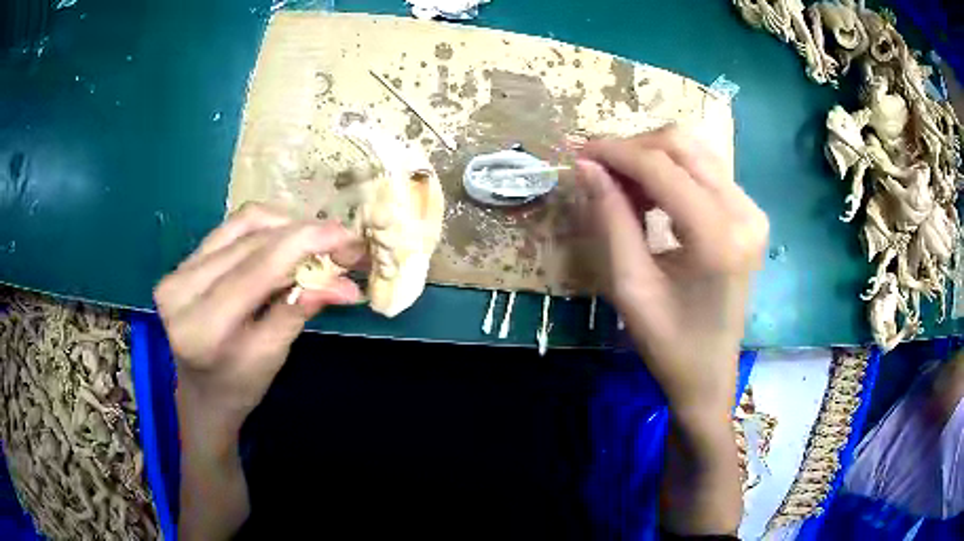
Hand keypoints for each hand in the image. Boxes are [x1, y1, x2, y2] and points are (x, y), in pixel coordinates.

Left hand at [154, 203, 364, 427]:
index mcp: (203, 325)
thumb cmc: (238, 385)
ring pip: (242, 224)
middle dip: (304, 235)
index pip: (257, 267)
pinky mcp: (184, 259)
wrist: (201, 390)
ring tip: (317, 241)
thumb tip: (345, 284)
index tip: (348, 235)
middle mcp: (182, 288)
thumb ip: (300, 310)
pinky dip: (266, 226)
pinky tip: (287, 237)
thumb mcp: (272, 356)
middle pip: (252, 241)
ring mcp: (178, 269)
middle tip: (343, 243)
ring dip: (287, 226)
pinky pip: (231, 227)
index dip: (305, 242)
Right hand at [576, 126, 767, 422]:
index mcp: (717, 238)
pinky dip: (672, 173)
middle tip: (599, 170)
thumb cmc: (668, 343)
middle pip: (682, 146)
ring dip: (652, 158)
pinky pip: (706, 172)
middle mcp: (743, 213)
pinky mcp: (750, 215)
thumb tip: (587, 167)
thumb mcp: (630, 285)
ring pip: (694, 152)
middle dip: (634, 149)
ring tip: (621, 185)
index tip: (579, 153)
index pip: (661, 167)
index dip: (616, 152)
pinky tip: (651, 197)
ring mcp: (751, 212)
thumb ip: (610, 219)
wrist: (710, 374)